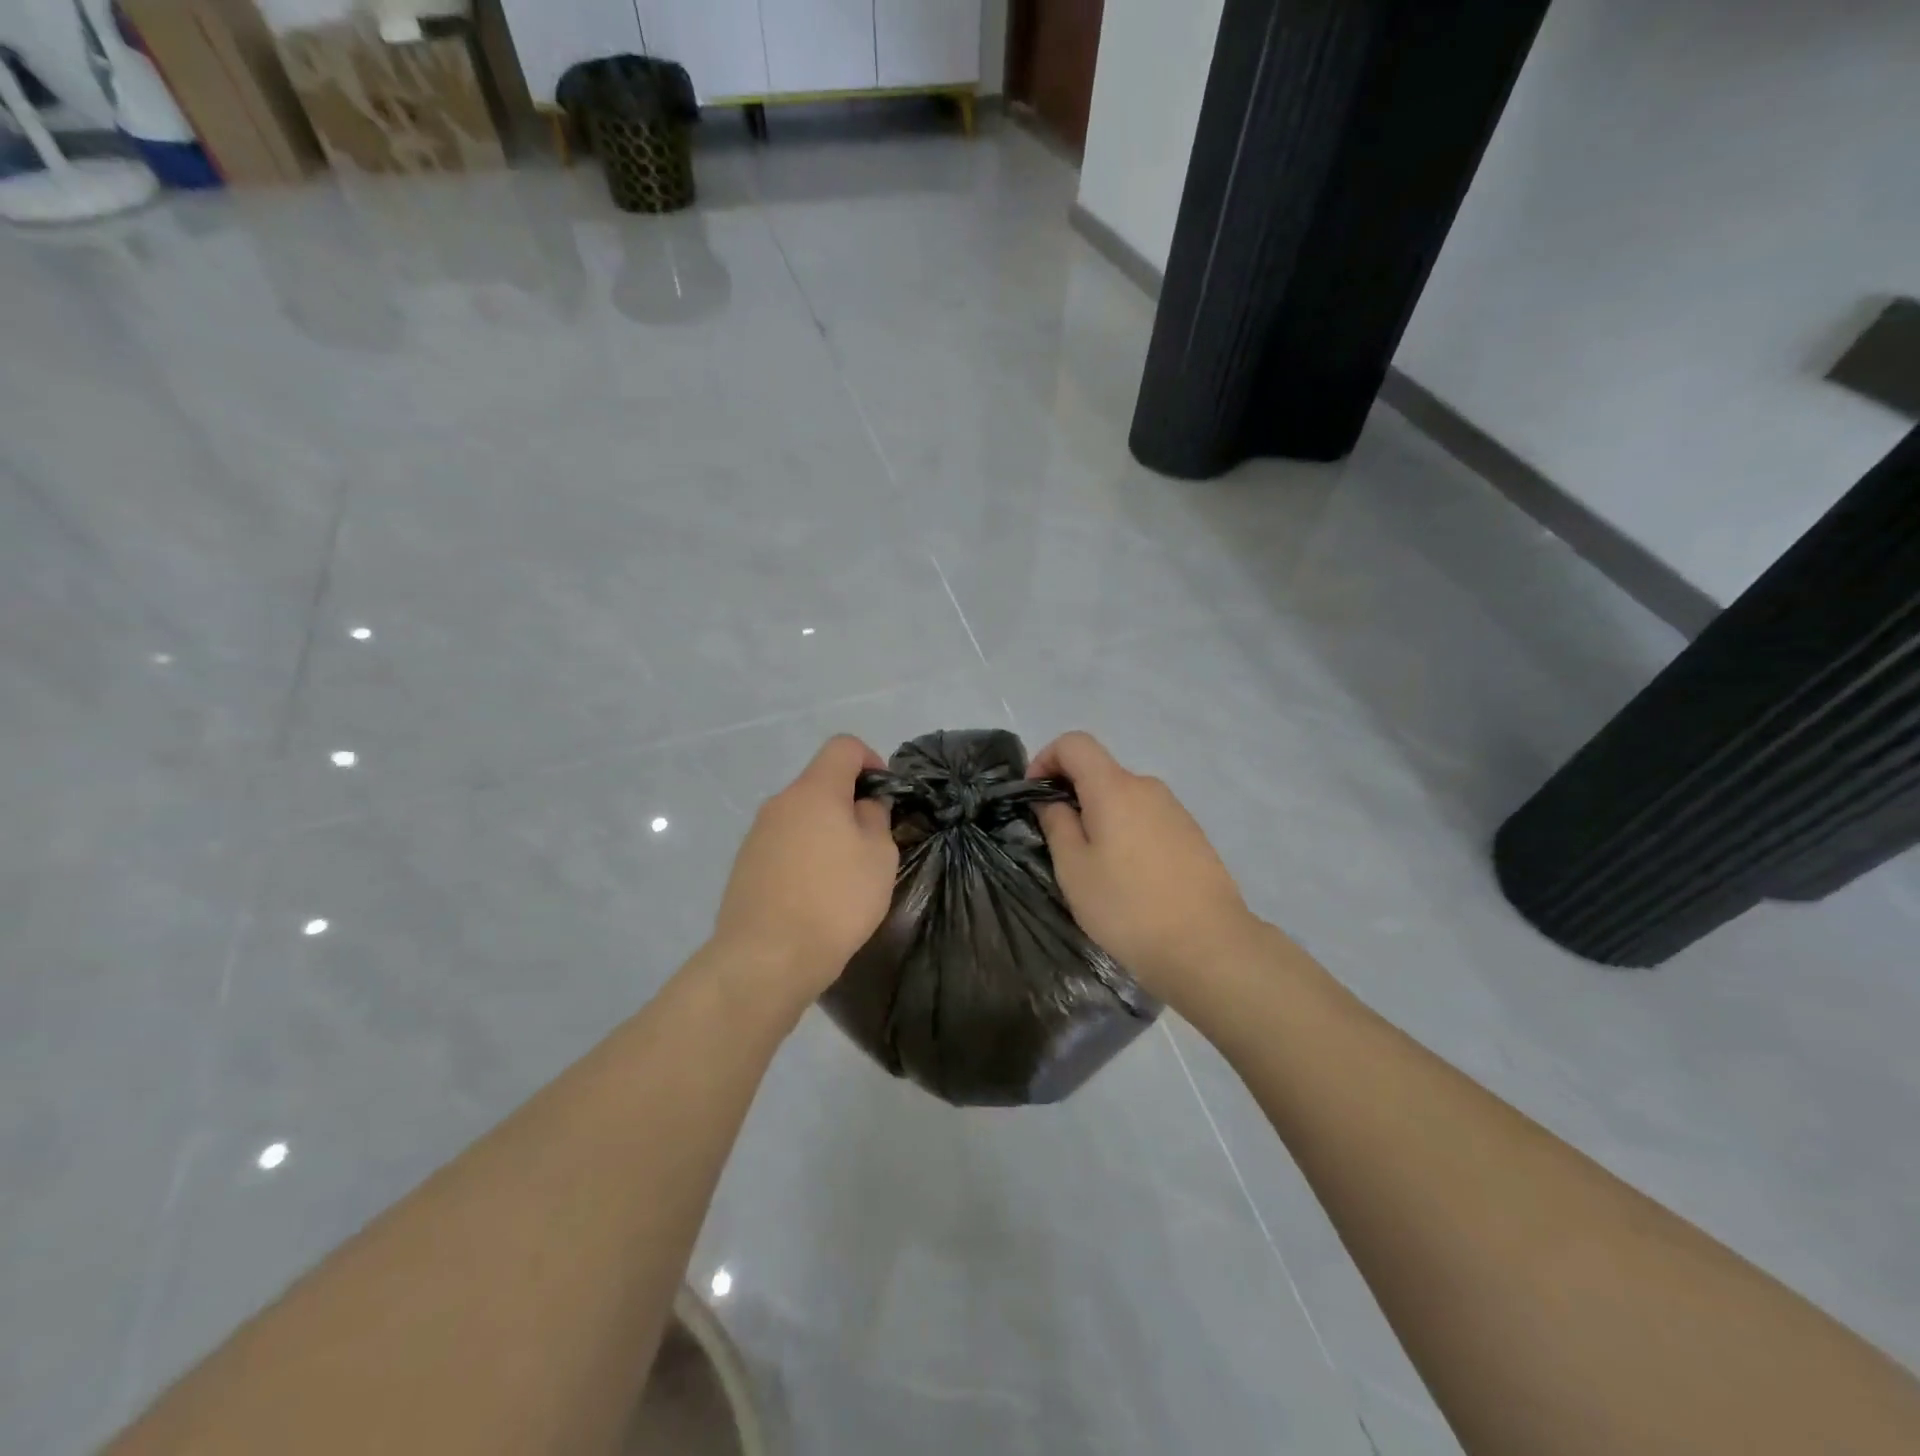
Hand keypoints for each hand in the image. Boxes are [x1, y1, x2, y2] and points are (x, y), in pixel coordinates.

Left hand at [712, 735, 898, 998]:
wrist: (766, 958)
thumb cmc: (835, 901)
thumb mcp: (878, 857)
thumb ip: (875, 818)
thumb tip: (864, 805)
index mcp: (814, 790)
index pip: (843, 746)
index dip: (871, 760)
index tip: (885, 798)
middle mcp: (781, 803)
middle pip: (821, 783)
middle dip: (850, 803)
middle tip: (872, 845)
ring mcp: (757, 834)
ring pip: (802, 816)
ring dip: (827, 832)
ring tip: (845, 876)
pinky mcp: (745, 865)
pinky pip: (785, 844)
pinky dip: (805, 856)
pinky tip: (815, 896)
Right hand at [1030, 732, 1262, 999]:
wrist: (1208, 946)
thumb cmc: (1127, 906)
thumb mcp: (1074, 868)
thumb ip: (1057, 824)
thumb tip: (1052, 800)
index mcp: (1114, 787)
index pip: (1074, 743)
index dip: (1045, 759)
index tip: (1034, 797)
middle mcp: (1147, 787)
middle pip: (1100, 772)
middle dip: (1071, 796)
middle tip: (1058, 843)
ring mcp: (1175, 810)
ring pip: (1124, 799)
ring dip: (1100, 818)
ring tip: (1094, 868)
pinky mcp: (1192, 836)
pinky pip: (1147, 820)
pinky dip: (1126, 833)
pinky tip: (1129, 879)